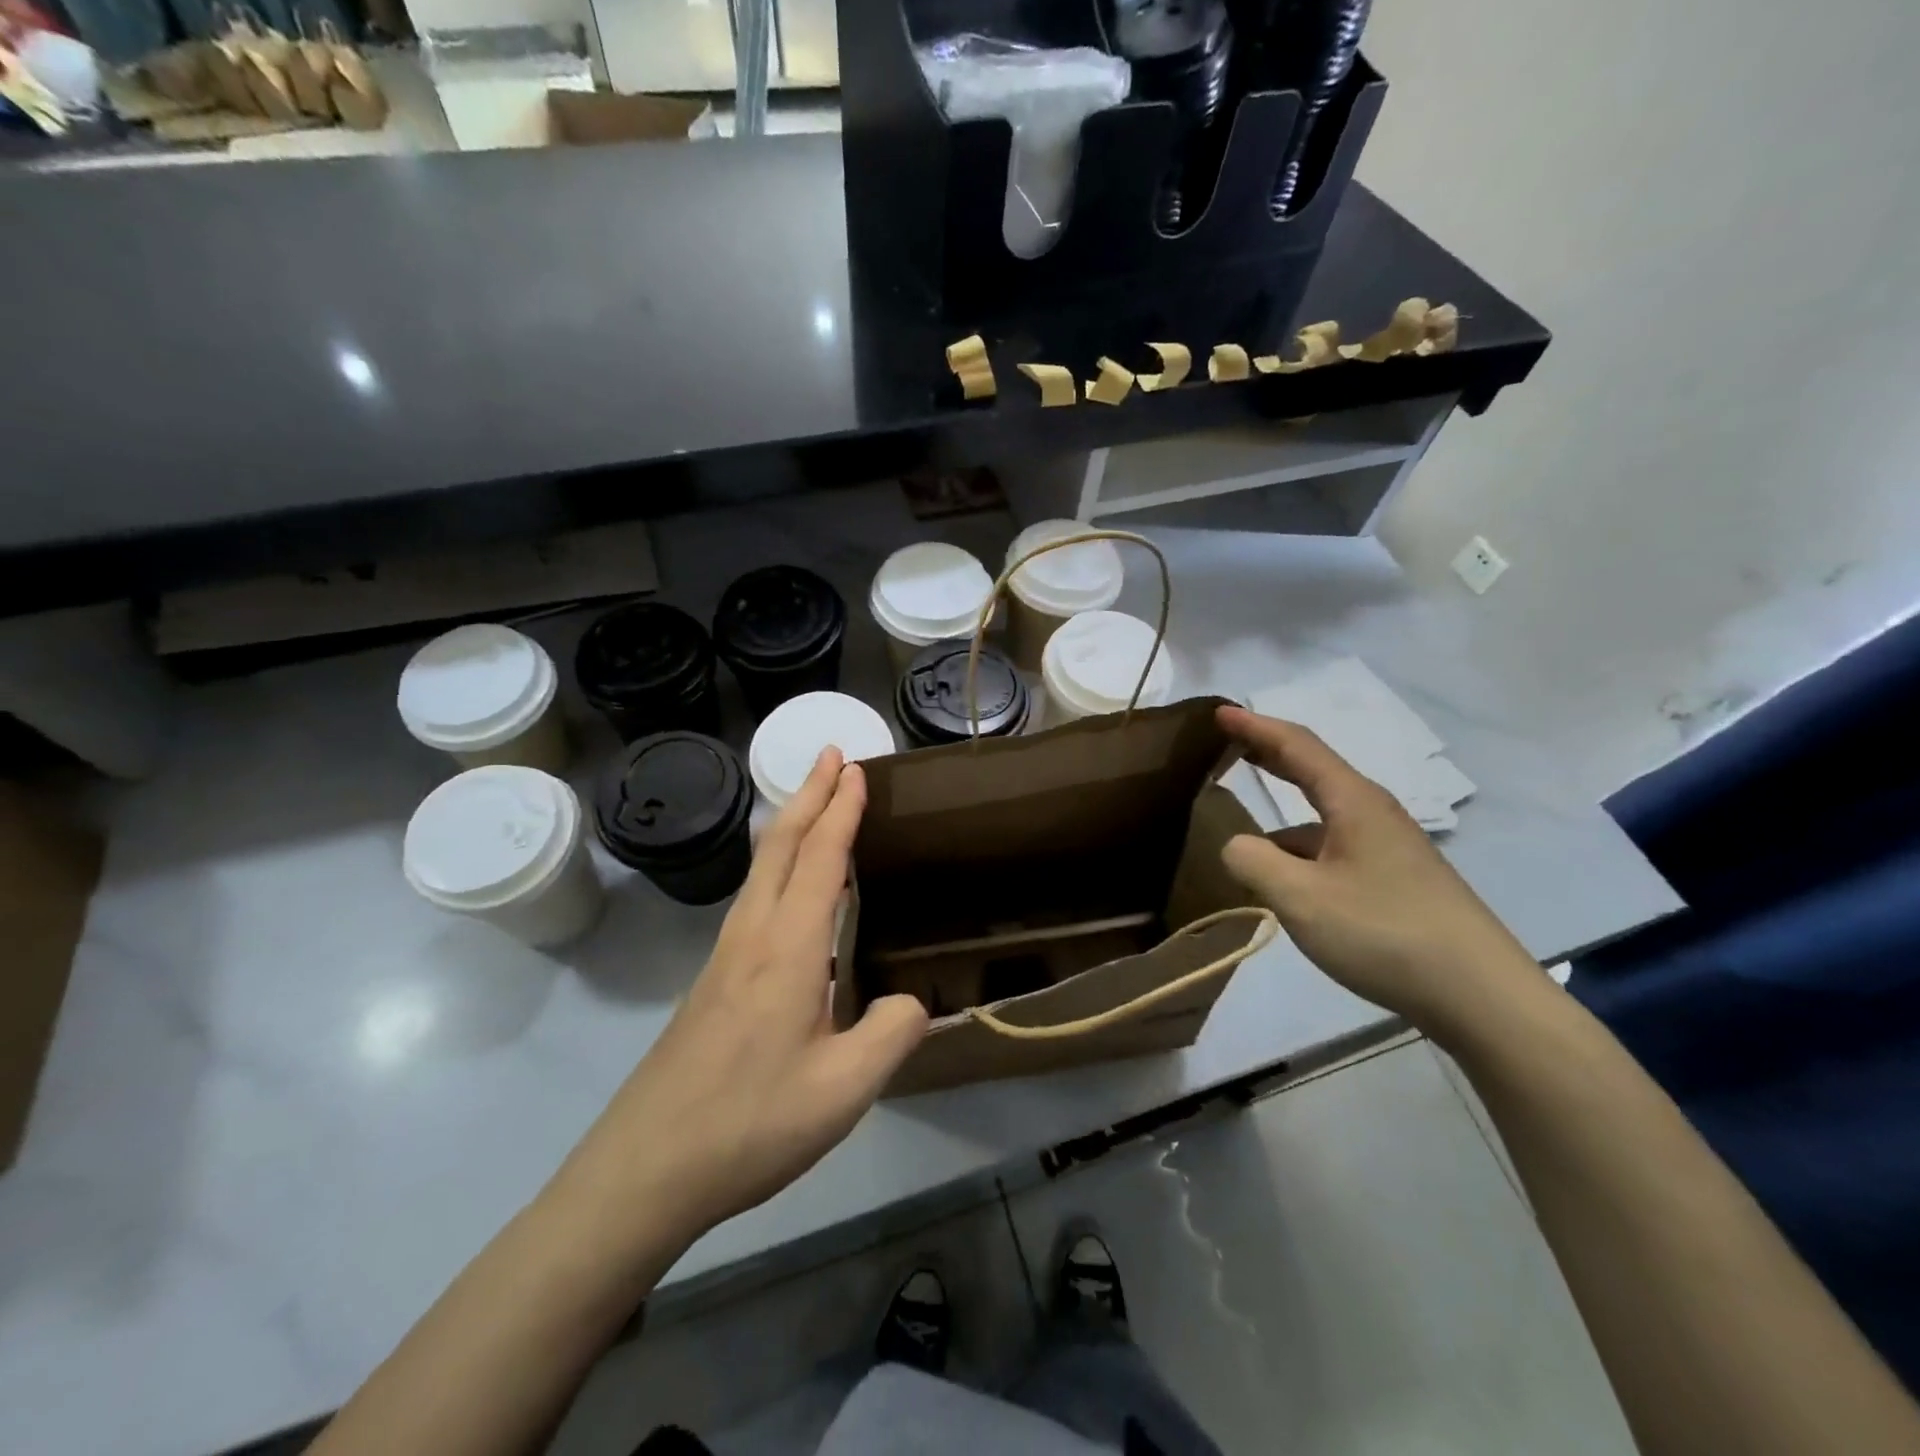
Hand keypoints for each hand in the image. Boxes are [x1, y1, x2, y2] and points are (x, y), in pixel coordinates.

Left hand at [551, 749, 928, 1261]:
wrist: (644, 1170)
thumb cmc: (749, 1124)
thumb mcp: (843, 1090)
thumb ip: (892, 1034)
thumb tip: (916, 1001)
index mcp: (788, 948)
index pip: (821, 858)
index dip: (841, 809)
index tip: (856, 768)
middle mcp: (753, 936)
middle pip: (782, 846)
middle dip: (809, 794)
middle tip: (832, 756)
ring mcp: (725, 958)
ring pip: (761, 869)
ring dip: (791, 826)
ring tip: (814, 805)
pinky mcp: (713, 982)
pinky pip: (753, 899)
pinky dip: (777, 866)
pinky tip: (787, 891)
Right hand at [1216, 705, 1538, 1040]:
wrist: (1480, 996)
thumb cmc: (1384, 932)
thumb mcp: (1300, 897)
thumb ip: (1252, 861)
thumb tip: (1235, 845)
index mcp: (1352, 801)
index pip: (1296, 746)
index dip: (1254, 726)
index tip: (1218, 712)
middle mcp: (1372, 814)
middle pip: (1312, 771)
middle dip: (1268, 755)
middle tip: (1227, 746)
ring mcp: (1388, 849)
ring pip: (1320, 821)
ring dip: (1280, 819)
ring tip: (1241, 839)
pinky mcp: (1395, 882)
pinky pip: (1332, 851)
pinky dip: (1299, 854)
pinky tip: (1284, 886)